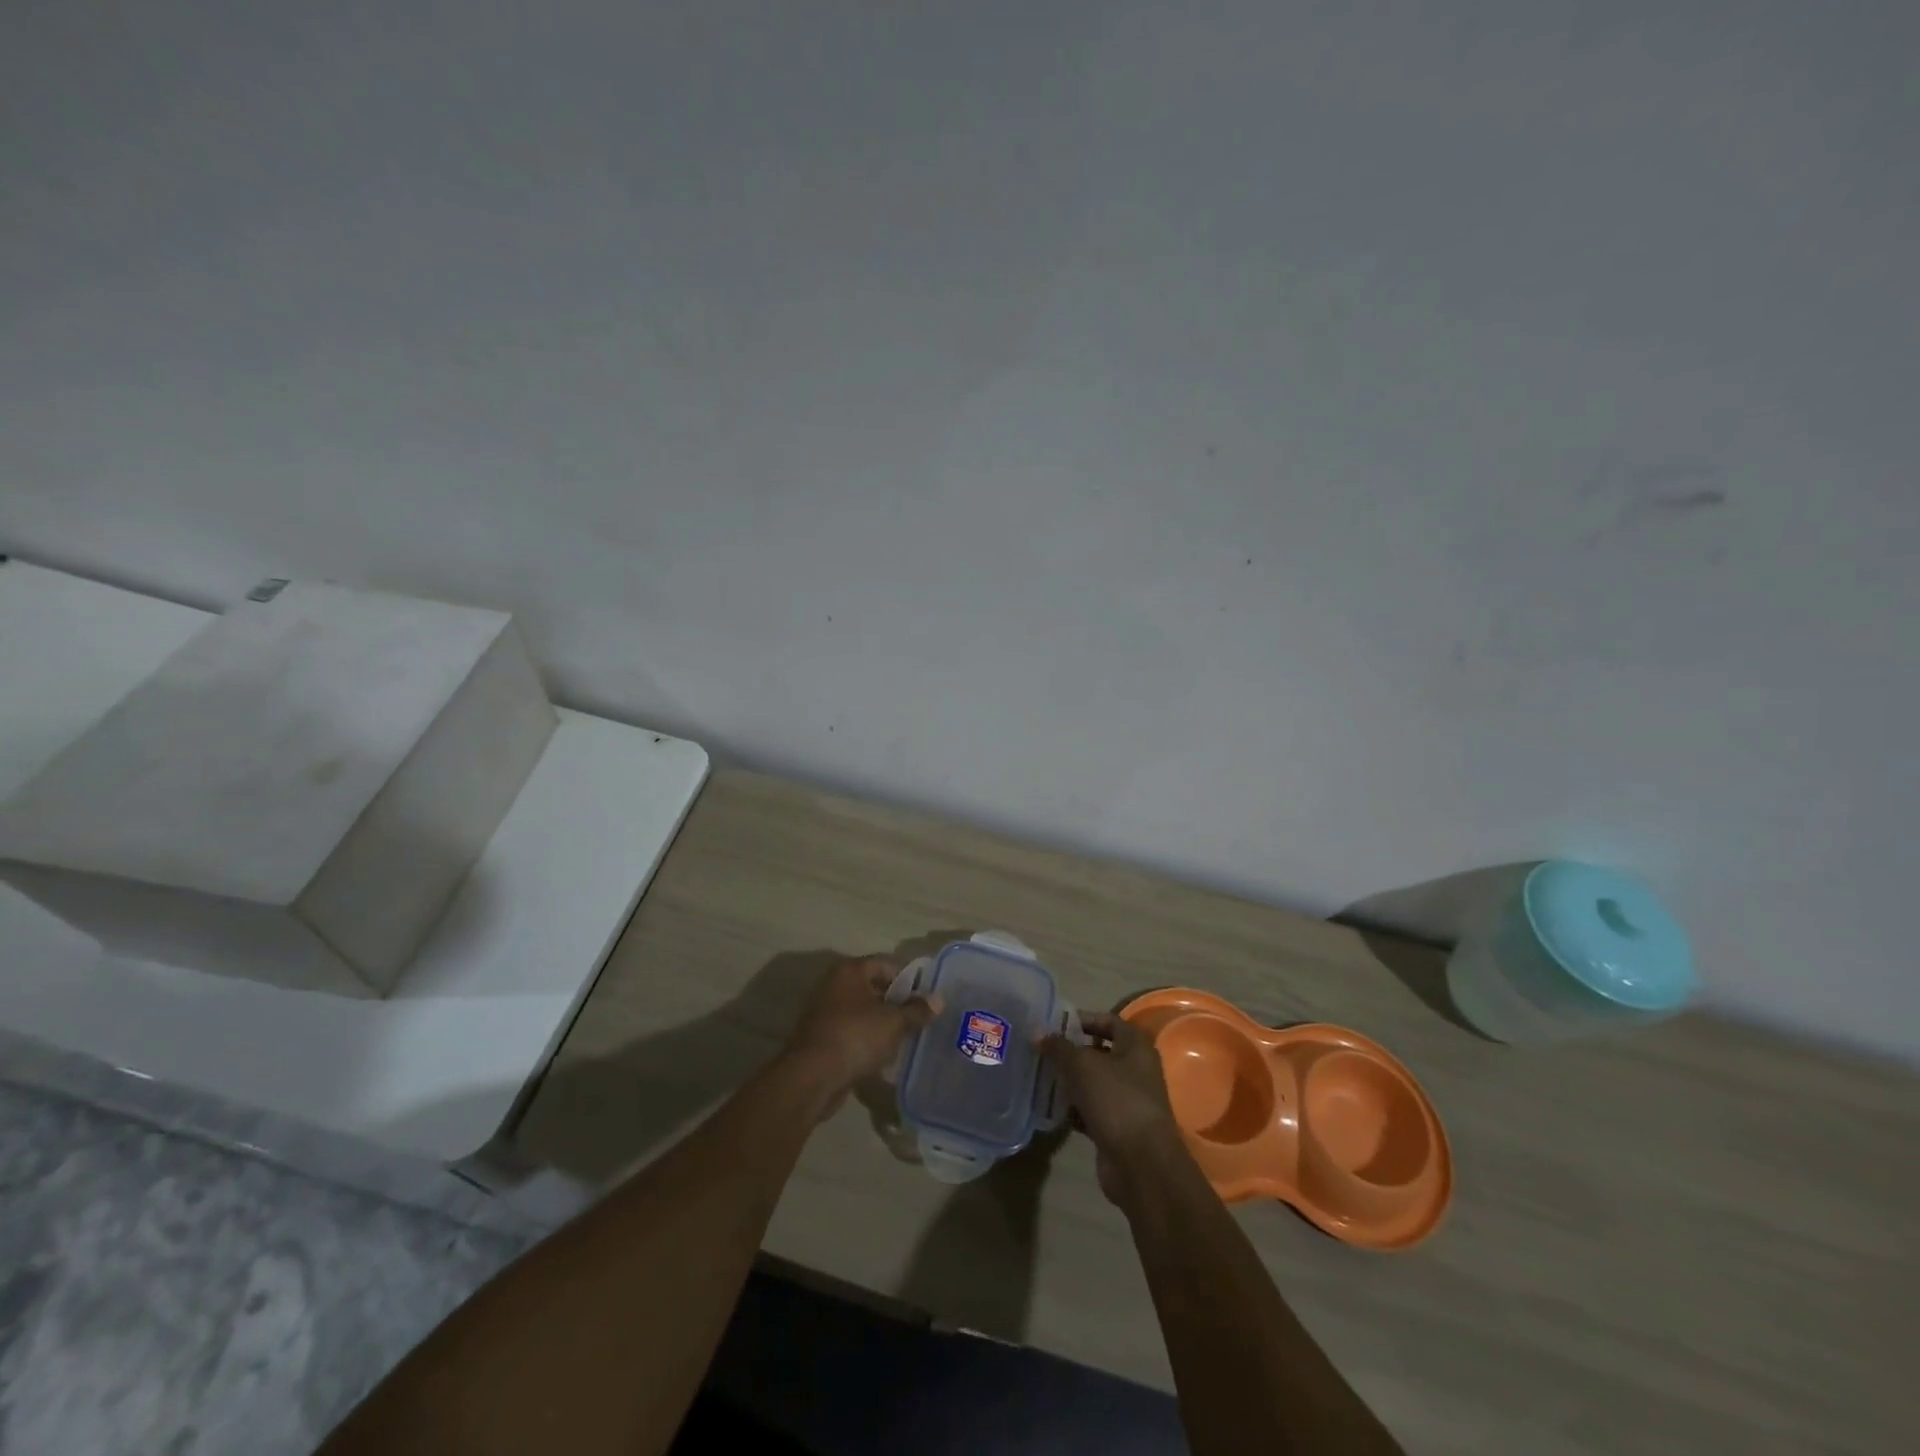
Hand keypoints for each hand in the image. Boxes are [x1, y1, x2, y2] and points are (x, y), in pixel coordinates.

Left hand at [782, 957, 939, 1113]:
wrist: (812, 1077)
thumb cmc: (855, 1037)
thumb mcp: (893, 1022)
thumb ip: (916, 1010)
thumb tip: (938, 1000)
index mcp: (849, 971)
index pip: (885, 964)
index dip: (908, 979)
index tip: (925, 998)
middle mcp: (834, 985)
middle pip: (873, 987)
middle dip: (895, 1003)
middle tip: (918, 1019)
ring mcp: (824, 1012)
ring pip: (862, 1012)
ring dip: (881, 1023)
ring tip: (904, 1039)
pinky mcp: (821, 1038)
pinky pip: (851, 1032)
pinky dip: (866, 1040)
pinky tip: (882, 1055)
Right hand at [1042, 1011, 1189, 1205]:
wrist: (1140, 1163)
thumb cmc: (1116, 1100)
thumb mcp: (1082, 1065)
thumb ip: (1059, 1047)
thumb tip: (1038, 1032)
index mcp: (1136, 1047)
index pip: (1109, 1021)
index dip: (1083, 1019)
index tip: (1055, 1024)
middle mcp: (1136, 1070)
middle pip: (1099, 1052)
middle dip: (1071, 1051)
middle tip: (1042, 1050)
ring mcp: (1128, 1100)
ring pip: (1094, 1083)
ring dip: (1070, 1081)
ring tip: (1040, 1076)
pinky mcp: (1117, 1127)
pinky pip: (1091, 1110)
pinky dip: (1074, 1108)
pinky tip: (1051, 1107)